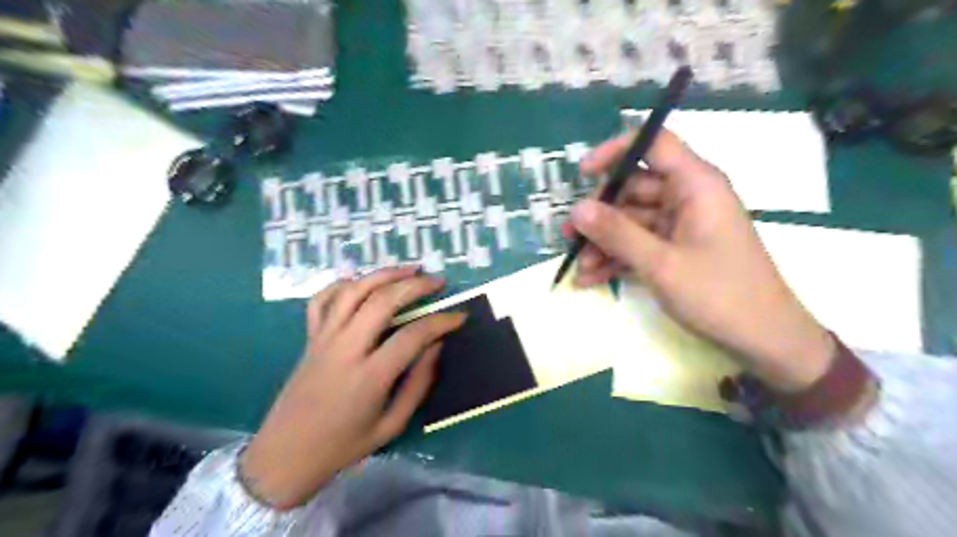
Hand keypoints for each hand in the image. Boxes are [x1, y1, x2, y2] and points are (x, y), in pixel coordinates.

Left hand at [239, 266, 462, 508]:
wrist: (285, 455)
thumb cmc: (343, 445)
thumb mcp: (391, 425)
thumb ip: (418, 385)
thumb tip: (436, 347)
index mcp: (369, 376)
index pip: (413, 335)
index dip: (441, 322)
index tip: (459, 316)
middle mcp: (346, 349)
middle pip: (383, 301)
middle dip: (415, 285)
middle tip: (438, 281)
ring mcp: (323, 339)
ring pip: (353, 291)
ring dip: (383, 274)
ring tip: (409, 269)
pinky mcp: (309, 338)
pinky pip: (322, 300)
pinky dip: (341, 284)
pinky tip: (361, 280)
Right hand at [563, 128, 834, 390]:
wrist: (764, 340)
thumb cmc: (719, 294)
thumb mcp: (661, 264)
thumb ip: (617, 234)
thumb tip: (577, 209)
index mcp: (695, 184)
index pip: (654, 143)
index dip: (615, 151)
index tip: (583, 175)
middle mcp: (688, 197)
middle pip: (633, 189)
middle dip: (600, 215)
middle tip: (570, 238)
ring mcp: (681, 225)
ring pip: (631, 221)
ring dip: (603, 243)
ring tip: (580, 268)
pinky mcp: (676, 249)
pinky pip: (639, 244)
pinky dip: (617, 259)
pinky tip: (592, 279)